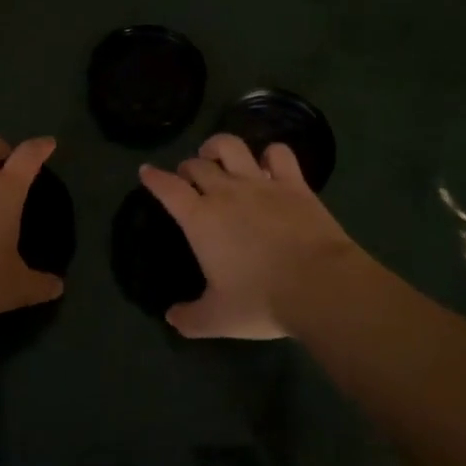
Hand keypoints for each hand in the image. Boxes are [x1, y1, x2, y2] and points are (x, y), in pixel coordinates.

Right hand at [139, 134, 367, 339]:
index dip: (154, 178)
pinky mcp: (294, 183)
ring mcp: (261, 183)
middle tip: (187, 178)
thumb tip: (172, 317)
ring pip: (232, 146)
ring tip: (217, 155)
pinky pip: (278, 153)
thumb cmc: (261, 301)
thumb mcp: (218, 319)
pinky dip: (270, 154)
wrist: (319, 285)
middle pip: (198, 165)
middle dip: (187, 167)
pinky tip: (268, 164)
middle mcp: (226, 192)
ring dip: (218, 147)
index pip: (168, 188)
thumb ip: (190, 318)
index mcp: (201, 219)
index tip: (146, 171)